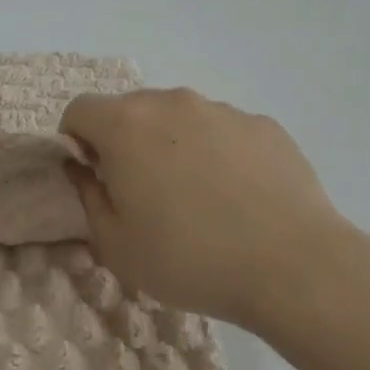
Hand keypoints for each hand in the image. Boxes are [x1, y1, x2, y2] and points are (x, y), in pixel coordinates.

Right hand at [60, 88, 358, 336]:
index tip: (96, 178)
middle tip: (143, 193)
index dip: (76, 142)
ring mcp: (222, 110)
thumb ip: (87, 196)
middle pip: (130, 109)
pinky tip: (237, 197)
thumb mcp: (115, 244)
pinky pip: (222, 131)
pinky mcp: (263, 124)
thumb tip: (84, 168)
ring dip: (171, 145)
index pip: (79, 110)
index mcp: (126, 125)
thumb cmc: (188, 258)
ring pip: (178, 118)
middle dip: (124, 142)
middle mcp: (171, 102)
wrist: (292, 267)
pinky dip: (216, 153)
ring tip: (196, 198)